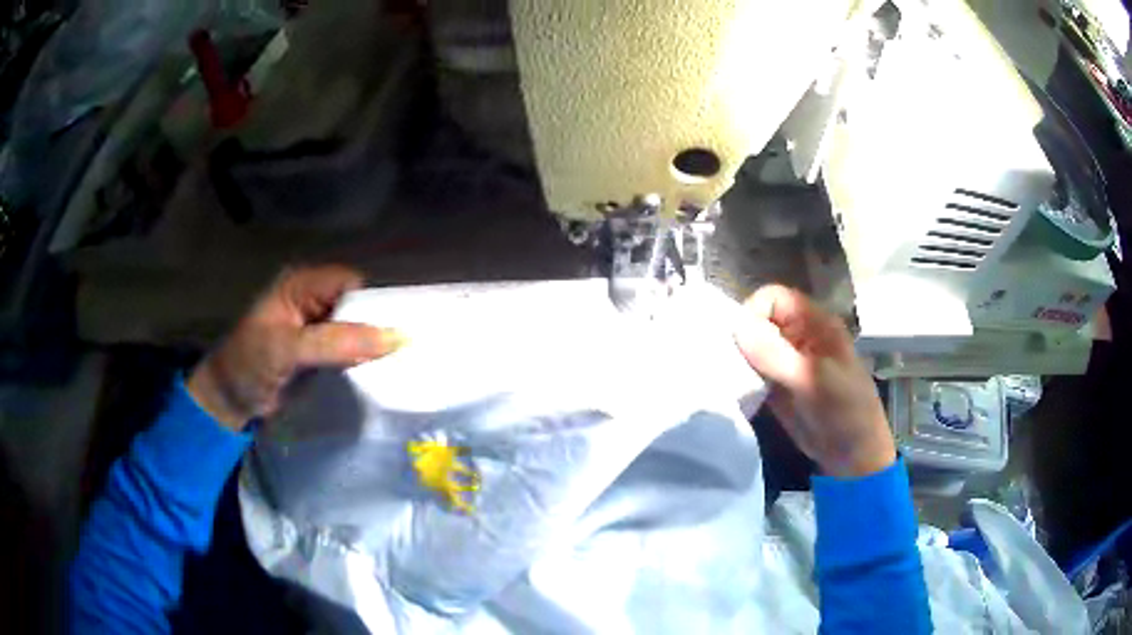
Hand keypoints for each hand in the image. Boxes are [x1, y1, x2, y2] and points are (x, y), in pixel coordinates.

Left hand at [187, 265, 402, 430]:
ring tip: (399, 362)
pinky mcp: (321, 353)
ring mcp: (318, 328)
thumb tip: (397, 337)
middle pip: (358, 304)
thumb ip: (337, 342)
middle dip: (377, 324)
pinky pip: (351, 350)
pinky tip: (379, 371)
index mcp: (302, 285)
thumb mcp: (288, 348)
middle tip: (404, 350)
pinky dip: (363, 360)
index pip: (351, 284)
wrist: (230, 401)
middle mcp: (313, 300)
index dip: (374, 303)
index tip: (397, 330)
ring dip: (372, 345)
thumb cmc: (249, 364)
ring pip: (357, 328)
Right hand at [734, 285, 894, 477]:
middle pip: (759, 320)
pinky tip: (735, 392)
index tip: (740, 342)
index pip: (773, 298)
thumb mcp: (812, 381)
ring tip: (729, 379)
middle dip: (741, 337)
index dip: (753, 313)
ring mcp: (786, 361)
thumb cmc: (844, 411)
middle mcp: (798, 336)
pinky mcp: (777, 385)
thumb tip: (736, 326)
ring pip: (752, 346)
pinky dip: (741, 379)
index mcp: (814, 324)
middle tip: (730, 364)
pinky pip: (752, 372)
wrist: (853, 456)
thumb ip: (775, 354)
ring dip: (738, 359)